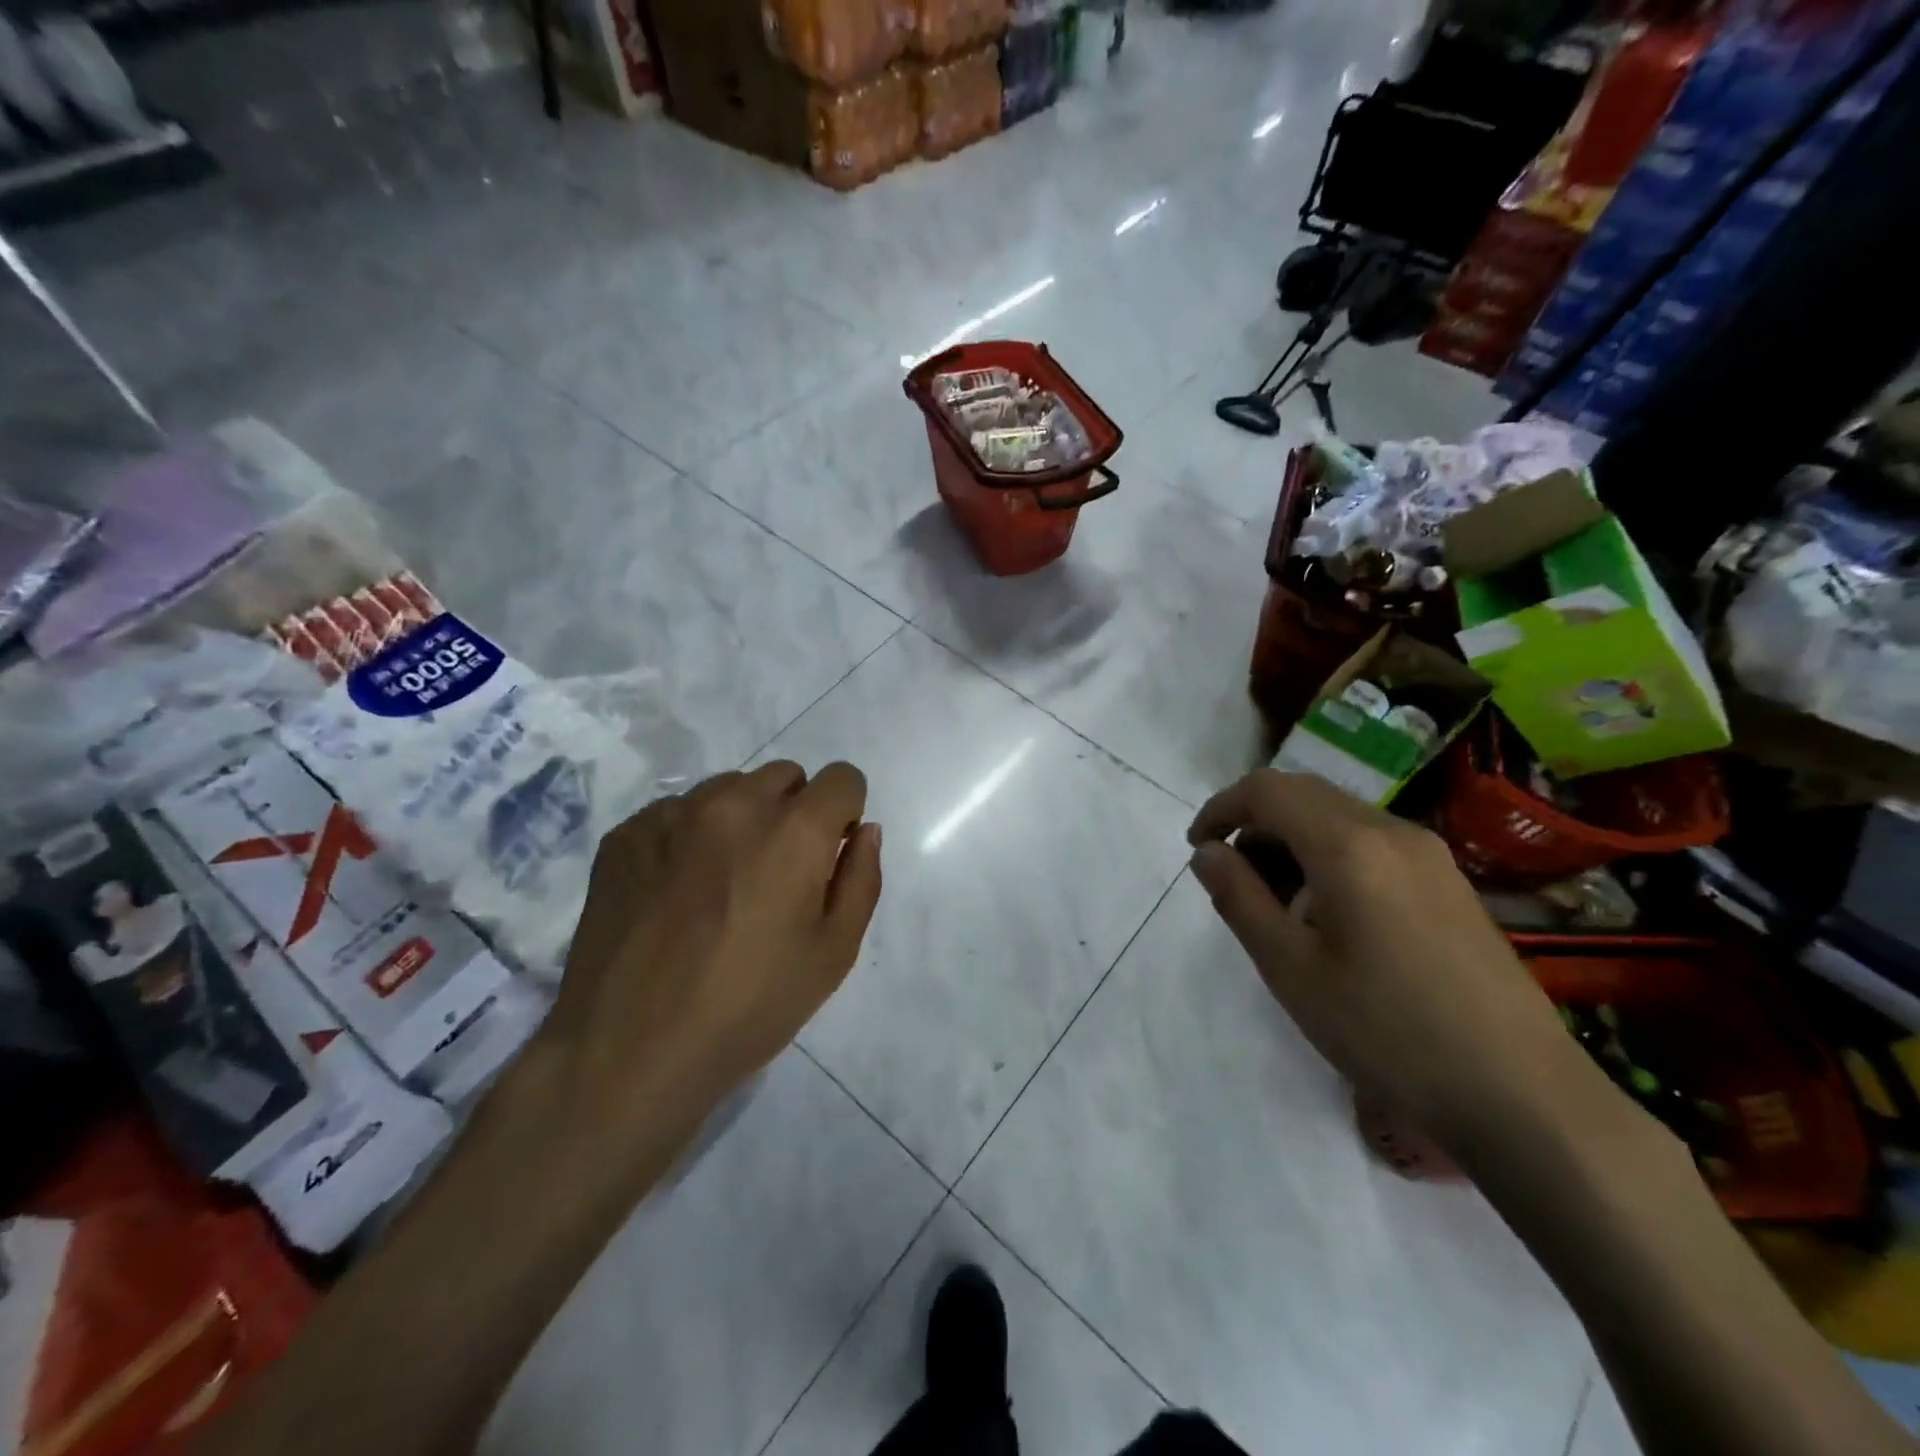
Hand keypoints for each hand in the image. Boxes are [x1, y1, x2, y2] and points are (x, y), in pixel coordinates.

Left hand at [540, 761, 882, 1144]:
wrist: (627, 1051)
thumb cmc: (748, 1007)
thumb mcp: (833, 953)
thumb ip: (861, 878)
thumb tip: (865, 830)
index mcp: (794, 830)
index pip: (842, 779)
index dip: (845, 813)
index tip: (829, 854)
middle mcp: (734, 803)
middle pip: (786, 776)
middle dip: (795, 811)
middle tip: (776, 875)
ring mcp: (672, 813)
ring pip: (729, 789)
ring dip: (741, 819)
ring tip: (721, 884)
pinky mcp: (625, 833)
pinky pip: (676, 812)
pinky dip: (689, 837)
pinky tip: (674, 894)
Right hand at [1187, 770, 1583, 1157]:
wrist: (1522, 1097)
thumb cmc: (1388, 1032)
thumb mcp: (1291, 968)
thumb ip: (1239, 897)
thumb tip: (1207, 852)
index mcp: (1349, 845)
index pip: (1267, 790)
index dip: (1221, 809)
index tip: (1197, 849)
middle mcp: (1392, 831)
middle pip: (1304, 795)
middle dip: (1254, 823)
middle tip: (1231, 879)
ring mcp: (1429, 855)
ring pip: (1338, 818)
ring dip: (1291, 841)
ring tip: (1275, 904)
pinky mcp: (1449, 883)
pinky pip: (1371, 844)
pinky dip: (1329, 857)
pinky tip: (1327, 916)